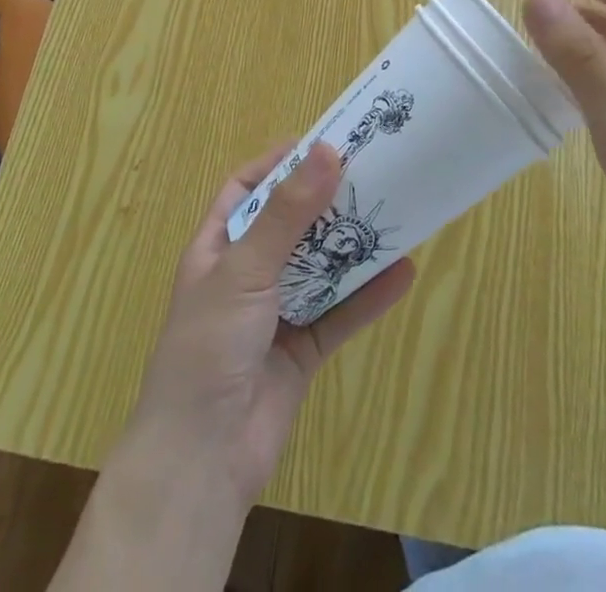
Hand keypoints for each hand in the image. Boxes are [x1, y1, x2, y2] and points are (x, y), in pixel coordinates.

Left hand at [124, 141, 415, 505]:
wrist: (202, 462)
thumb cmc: (208, 347)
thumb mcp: (244, 269)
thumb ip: (288, 214)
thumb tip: (327, 151)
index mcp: (217, 248)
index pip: (246, 189)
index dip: (278, 164)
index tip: (322, 144)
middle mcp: (246, 275)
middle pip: (291, 224)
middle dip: (326, 200)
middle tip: (371, 171)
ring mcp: (276, 313)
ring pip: (320, 267)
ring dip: (352, 244)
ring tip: (393, 212)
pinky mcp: (303, 351)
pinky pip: (340, 313)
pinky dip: (369, 295)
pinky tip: (403, 273)